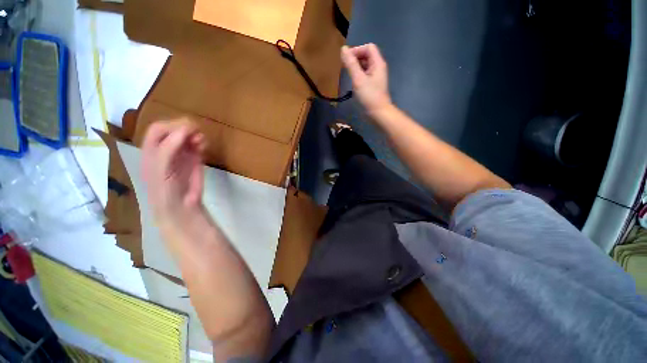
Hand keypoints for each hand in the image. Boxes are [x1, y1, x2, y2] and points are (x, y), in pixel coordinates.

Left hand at [141, 120, 206, 227]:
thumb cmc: (164, 187)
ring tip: (201, 140)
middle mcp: (165, 148)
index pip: (158, 129)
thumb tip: (186, 128)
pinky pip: (197, 145)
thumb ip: (169, 147)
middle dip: (184, 127)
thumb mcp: (161, 167)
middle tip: (197, 130)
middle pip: (173, 129)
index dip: (171, 125)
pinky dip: (201, 141)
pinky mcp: (194, 158)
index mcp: (151, 149)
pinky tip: (203, 145)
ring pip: (186, 136)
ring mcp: (180, 153)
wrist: (180, 204)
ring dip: (194, 133)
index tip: (187, 128)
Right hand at [341, 43, 391, 115]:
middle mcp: (378, 67)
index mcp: (377, 63)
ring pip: (365, 66)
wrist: (378, 113)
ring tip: (347, 74)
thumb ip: (351, 64)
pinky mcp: (372, 85)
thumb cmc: (369, 96)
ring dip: (356, 67)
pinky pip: (364, 75)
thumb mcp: (358, 79)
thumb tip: (343, 49)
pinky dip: (358, 75)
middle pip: (367, 55)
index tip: (347, 60)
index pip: (368, 47)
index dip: (357, 50)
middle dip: (355, 58)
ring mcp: (376, 77)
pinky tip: (353, 82)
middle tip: (345, 67)